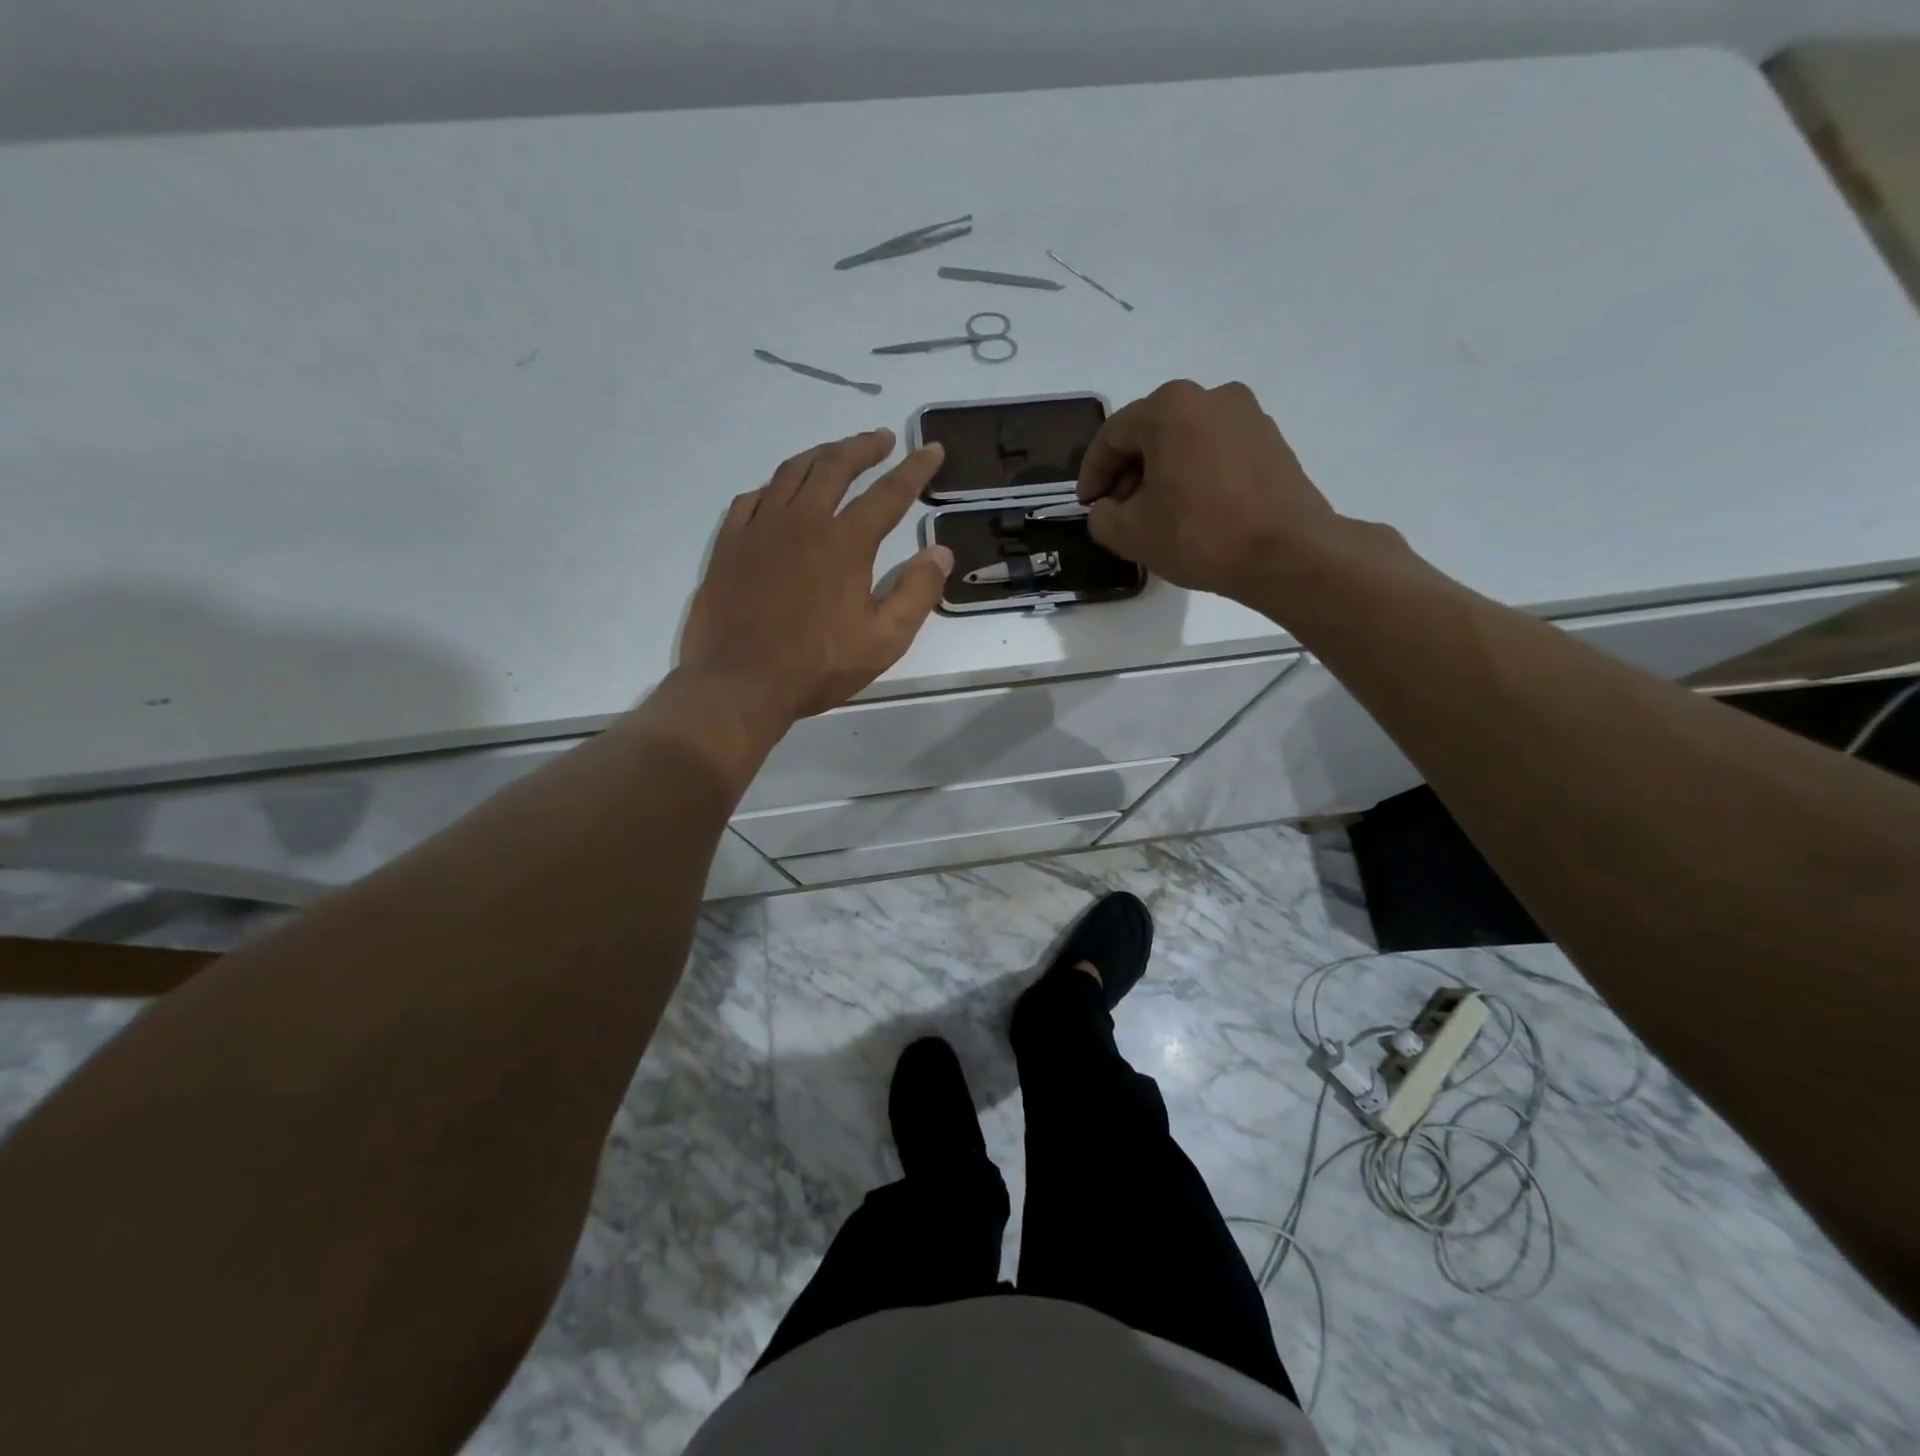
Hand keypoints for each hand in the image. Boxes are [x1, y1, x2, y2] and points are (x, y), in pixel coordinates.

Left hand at [680, 428, 952, 731]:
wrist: (738, 685)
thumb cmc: (817, 667)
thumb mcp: (883, 641)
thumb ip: (917, 593)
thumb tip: (939, 552)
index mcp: (845, 542)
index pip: (889, 493)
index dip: (915, 469)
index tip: (932, 450)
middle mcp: (802, 521)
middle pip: (836, 466)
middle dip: (864, 447)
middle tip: (883, 439)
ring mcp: (760, 529)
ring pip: (791, 472)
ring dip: (820, 455)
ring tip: (837, 453)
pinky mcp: (729, 544)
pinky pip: (753, 498)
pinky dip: (775, 487)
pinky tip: (781, 493)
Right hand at [1077, 379, 1345, 608]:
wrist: (1286, 552)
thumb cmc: (1199, 534)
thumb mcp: (1129, 533)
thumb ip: (1101, 516)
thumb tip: (1107, 509)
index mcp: (1170, 408)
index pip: (1112, 435)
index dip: (1092, 474)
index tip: (1087, 507)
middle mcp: (1210, 397)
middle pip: (1151, 433)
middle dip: (1127, 473)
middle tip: (1119, 513)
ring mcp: (1247, 416)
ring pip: (1185, 442)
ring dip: (1162, 474)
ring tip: (1155, 516)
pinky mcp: (1271, 441)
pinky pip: (1216, 452)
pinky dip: (1195, 475)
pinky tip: (1192, 511)